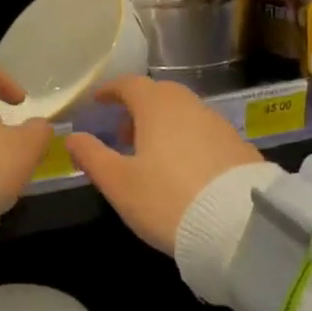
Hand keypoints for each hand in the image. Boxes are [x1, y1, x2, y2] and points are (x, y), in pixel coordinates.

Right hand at [66, 77, 262, 254]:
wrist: (240, 226)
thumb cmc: (166, 199)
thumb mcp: (118, 183)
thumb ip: (92, 156)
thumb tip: (72, 137)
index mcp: (157, 107)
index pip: (130, 84)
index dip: (111, 90)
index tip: (98, 101)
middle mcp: (190, 106)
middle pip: (160, 95)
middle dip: (138, 108)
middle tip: (123, 133)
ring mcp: (219, 125)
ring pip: (184, 114)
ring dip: (164, 125)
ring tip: (151, 155)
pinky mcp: (240, 147)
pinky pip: (204, 133)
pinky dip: (187, 140)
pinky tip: (183, 169)